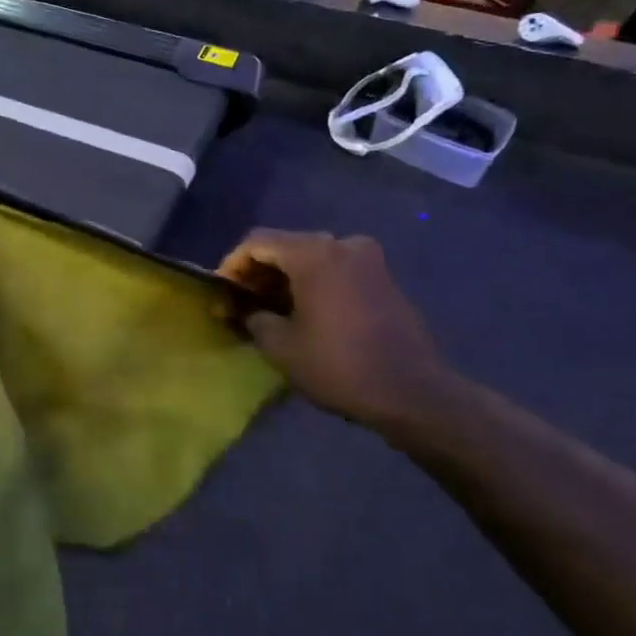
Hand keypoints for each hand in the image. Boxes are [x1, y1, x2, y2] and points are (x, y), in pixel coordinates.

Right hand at [218, 231, 456, 436]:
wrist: (414, 393)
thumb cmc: (340, 365)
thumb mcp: (281, 346)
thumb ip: (252, 317)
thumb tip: (241, 309)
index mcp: (314, 253)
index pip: (257, 242)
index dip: (232, 265)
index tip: (222, 294)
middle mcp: (341, 244)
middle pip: (285, 245)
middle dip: (258, 271)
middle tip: (241, 302)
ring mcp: (367, 259)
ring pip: (311, 257)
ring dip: (285, 277)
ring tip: (269, 309)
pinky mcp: (383, 277)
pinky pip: (335, 269)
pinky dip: (312, 282)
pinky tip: (303, 311)